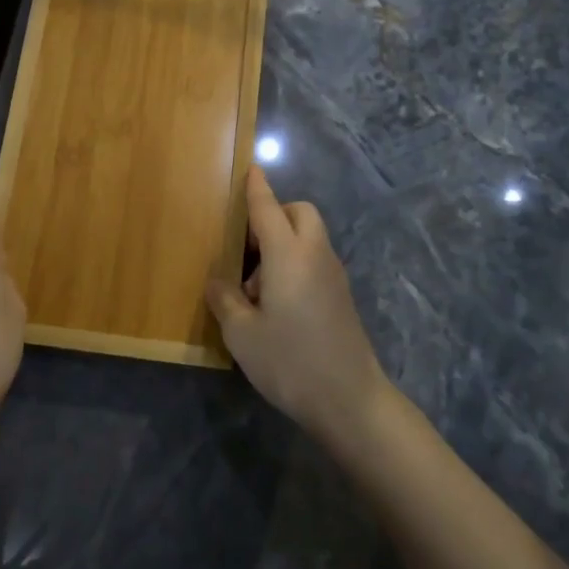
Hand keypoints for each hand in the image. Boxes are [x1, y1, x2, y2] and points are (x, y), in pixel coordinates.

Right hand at [206, 167, 388, 444]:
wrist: (350, 400)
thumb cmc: (290, 361)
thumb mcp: (242, 334)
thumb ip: (226, 299)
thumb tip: (218, 281)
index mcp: (288, 254)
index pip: (268, 208)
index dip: (257, 187)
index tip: (251, 168)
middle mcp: (315, 254)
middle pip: (299, 213)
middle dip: (274, 214)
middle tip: (246, 247)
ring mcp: (333, 275)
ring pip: (309, 237)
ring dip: (283, 243)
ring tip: (255, 287)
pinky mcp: (341, 296)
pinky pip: (315, 260)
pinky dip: (295, 262)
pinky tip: (277, 303)